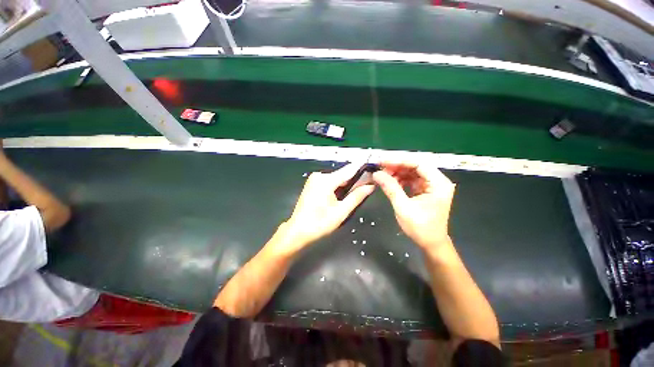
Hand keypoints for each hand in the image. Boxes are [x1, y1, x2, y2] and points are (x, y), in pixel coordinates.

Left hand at [280, 164, 374, 253]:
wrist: (298, 231)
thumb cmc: (319, 223)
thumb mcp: (341, 212)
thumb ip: (356, 197)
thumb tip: (370, 186)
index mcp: (326, 180)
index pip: (349, 170)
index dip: (362, 170)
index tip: (373, 172)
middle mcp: (319, 175)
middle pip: (343, 174)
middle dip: (354, 181)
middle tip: (366, 188)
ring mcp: (314, 179)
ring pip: (337, 178)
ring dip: (346, 185)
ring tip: (354, 195)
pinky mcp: (312, 183)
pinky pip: (330, 181)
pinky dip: (337, 187)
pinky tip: (341, 196)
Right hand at [372, 161, 454, 249]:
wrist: (431, 243)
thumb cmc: (420, 228)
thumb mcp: (403, 207)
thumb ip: (390, 188)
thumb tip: (376, 174)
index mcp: (438, 183)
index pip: (418, 164)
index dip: (399, 161)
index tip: (382, 161)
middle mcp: (437, 181)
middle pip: (415, 166)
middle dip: (397, 166)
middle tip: (380, 168)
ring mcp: (431, 185)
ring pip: (412, 172)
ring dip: (397, 172)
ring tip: (383, 176)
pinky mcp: (425, 190)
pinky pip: (411, 179)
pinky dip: (400, 179)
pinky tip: (390, 182)